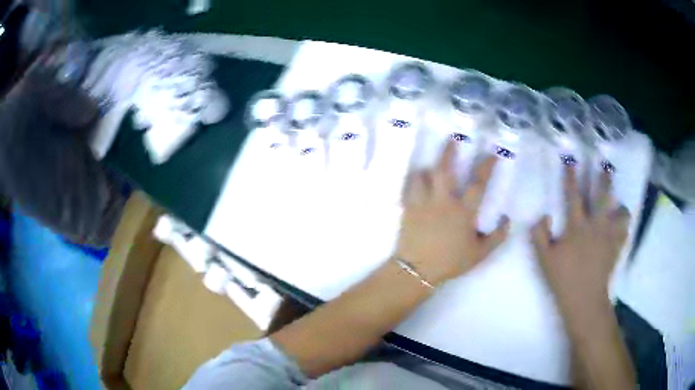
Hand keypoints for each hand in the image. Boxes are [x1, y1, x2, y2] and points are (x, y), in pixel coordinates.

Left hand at [395, 141, 509, 286]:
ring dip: (429, 168)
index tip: (493, 152)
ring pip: (424, 175)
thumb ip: (496, 237)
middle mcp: (443, 202)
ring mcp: (423, 203)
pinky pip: (409, 187)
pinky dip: (414, 180)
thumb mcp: (479, 254)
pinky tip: (417, 179)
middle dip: (449, 152)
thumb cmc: (451, 262)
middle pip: (445, 170)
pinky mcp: (408, 208)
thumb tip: (507, 219)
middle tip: (452, 138)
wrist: (417, 270)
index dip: (487, 166)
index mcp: (463, 212)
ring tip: (432, 165)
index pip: (478, 184)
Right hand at [532, 167, 629, 321]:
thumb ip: (539, 235)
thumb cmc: (563, 278)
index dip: (570, 176)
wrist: (584, 299)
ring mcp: (608, 236)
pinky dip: (625, 226)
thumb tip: (543, 215)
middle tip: (606, 166)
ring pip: (620, 212)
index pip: (573, 195)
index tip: (570, 160)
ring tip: (620, 205)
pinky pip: (625, 231)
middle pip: (602, 196)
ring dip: (620, 206)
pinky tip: (623, 227)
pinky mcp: (616, 247)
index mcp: (576, 226)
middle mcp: (595, 225)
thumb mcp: (544, 259)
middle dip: (604, 179)